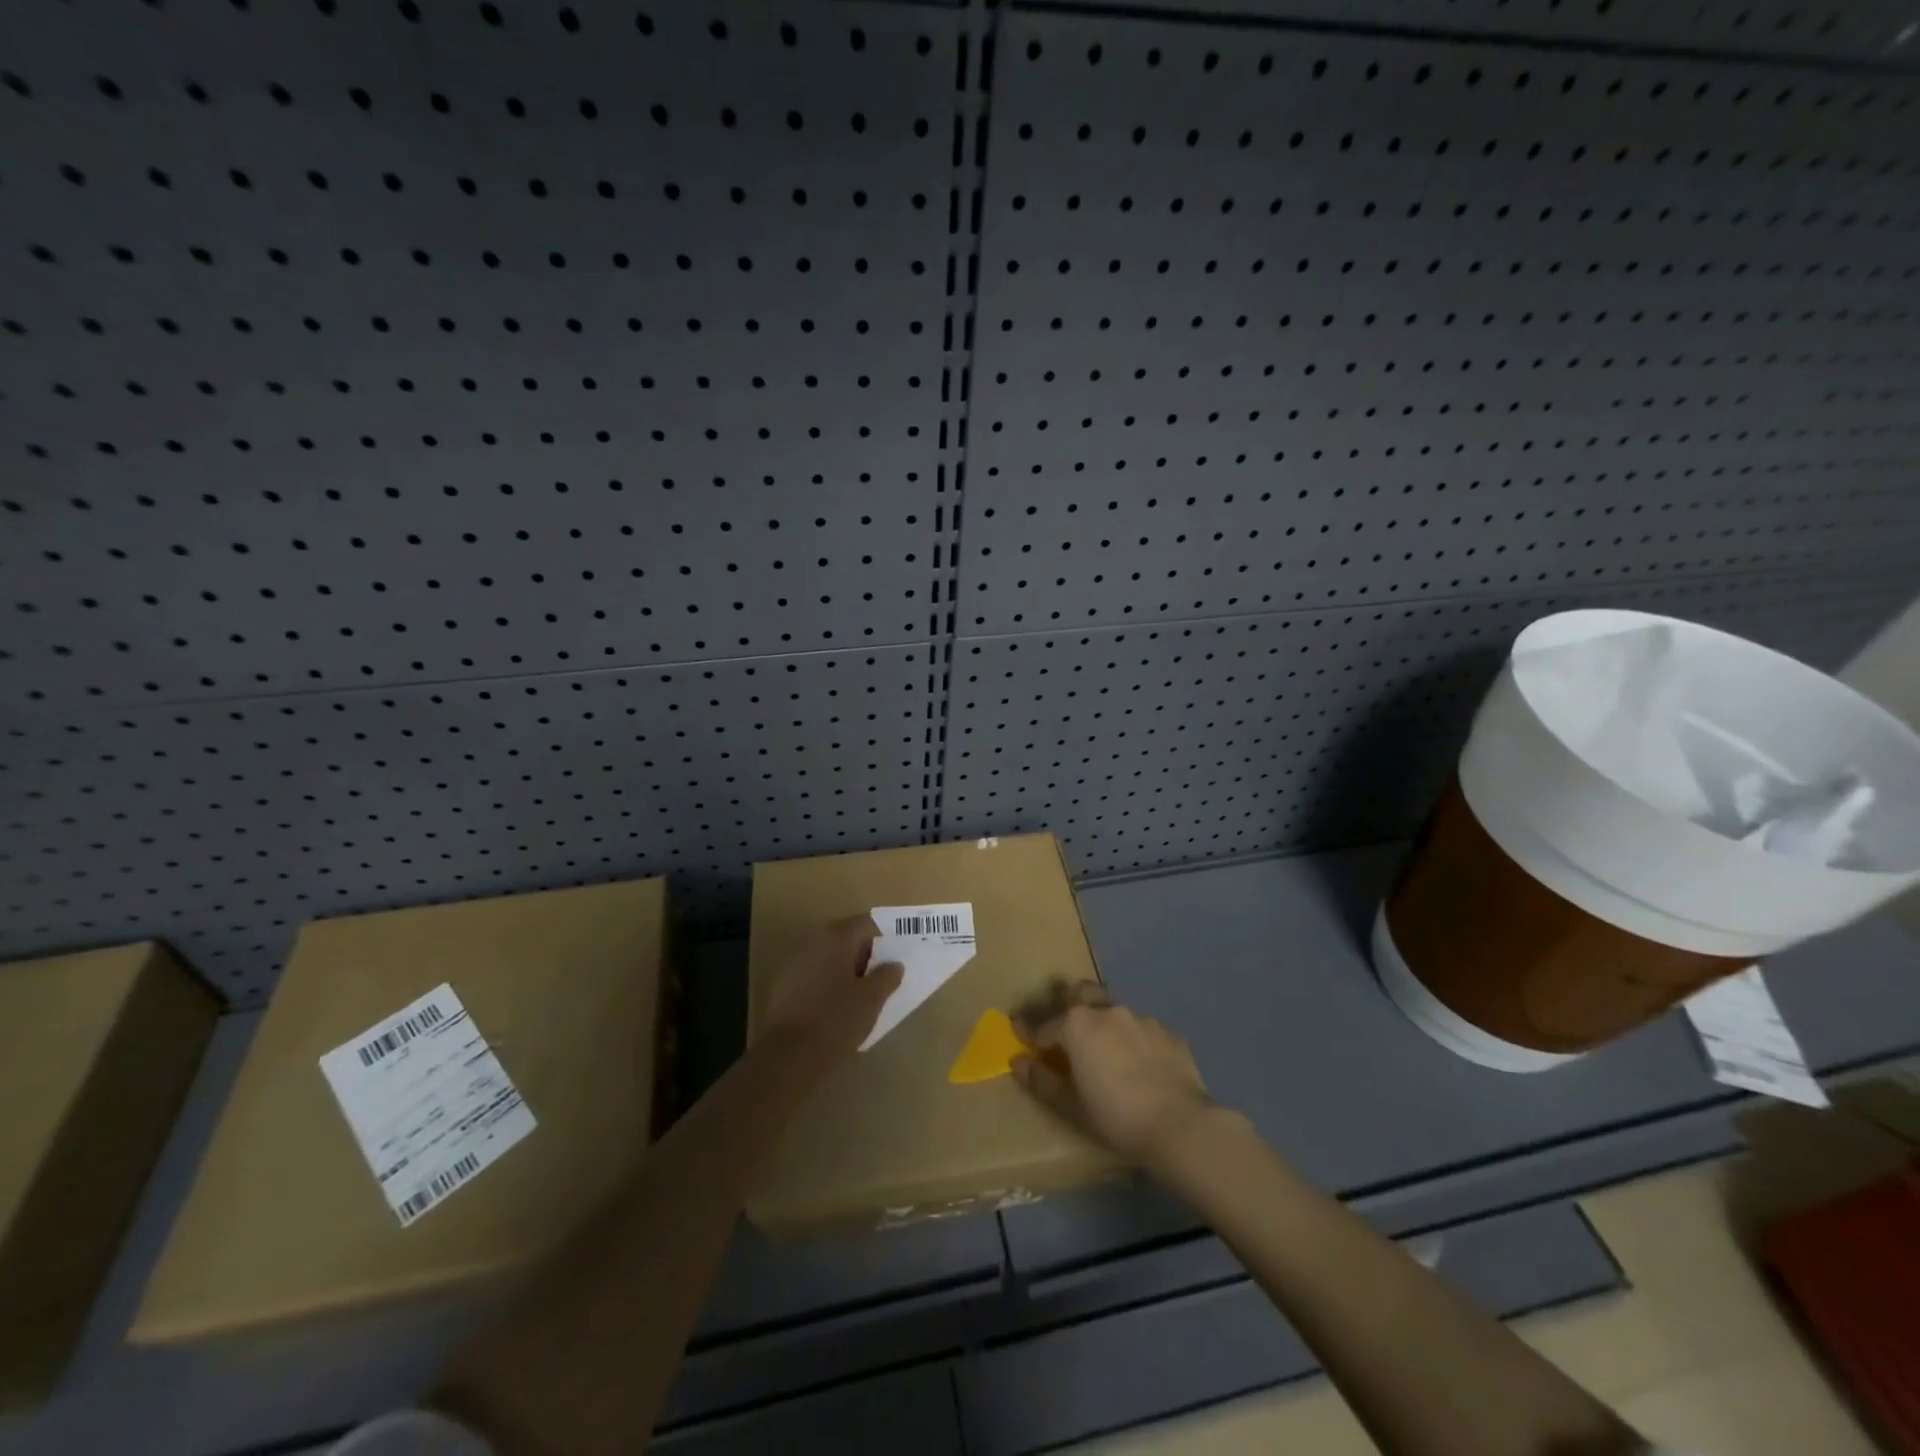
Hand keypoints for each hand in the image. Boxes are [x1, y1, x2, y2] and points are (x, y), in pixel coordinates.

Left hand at [761, 916, 903, 1059]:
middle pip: (845, 938)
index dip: (884, 938)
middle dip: (865, 954)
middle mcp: (813, 943)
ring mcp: (794, 964)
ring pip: (827, 957)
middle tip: (881, 977)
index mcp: (836, 938)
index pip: (866, 923)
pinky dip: (827, 983)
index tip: (895, 958)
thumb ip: (887, 976)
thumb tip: (894, 965)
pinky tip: (835, 1007)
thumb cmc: (838, 1019)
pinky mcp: (783, 986)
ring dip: (845, 969)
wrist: (789, 1055)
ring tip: (861, 994)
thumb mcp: (872, 999)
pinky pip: (812, 975)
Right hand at [1013, 982, 1212, 1166]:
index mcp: (1077, 1024)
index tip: (1023, 1038)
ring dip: (1106, 1025)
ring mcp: (1142, 1019)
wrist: (1180, 1125)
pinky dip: (1135, 1042)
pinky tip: (1142, 1068)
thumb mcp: (1070, 1105)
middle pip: (1081, 994)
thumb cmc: (1115, 1116)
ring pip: (1115, 1011)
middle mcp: (1108, 1011)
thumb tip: (1019, 1062)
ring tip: (1109, 1055)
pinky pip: (1143, 1031)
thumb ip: (1041, 1080)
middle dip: (1070, 1008)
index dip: (1031, 1033)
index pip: (1044, 1024)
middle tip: (1069, 1036)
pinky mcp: (1169, 1034)